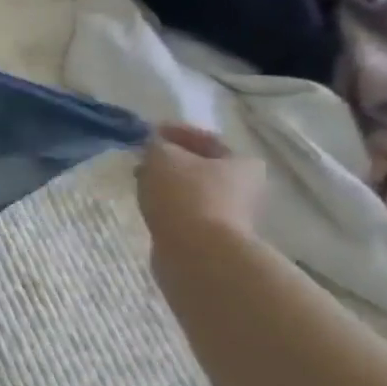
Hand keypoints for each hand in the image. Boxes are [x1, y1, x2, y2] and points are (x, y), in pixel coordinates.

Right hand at [137, 124, 266, 251]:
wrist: (196, 253)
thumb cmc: (185, 196)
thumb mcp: (163, 158)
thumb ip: (156, 145)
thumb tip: (155, 145)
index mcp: (242, 162)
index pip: (205, 139)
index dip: (175, 132)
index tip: (148, 132)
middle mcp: (245, 187)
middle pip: (201, 166)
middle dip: (171, 161)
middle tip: (143, 158)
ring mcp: (230, 215)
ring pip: (192, 190)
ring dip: (168, 184)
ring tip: (141, 182)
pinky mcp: (212, 236)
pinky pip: (186, 212)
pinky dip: (169, 205)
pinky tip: (150, 205)